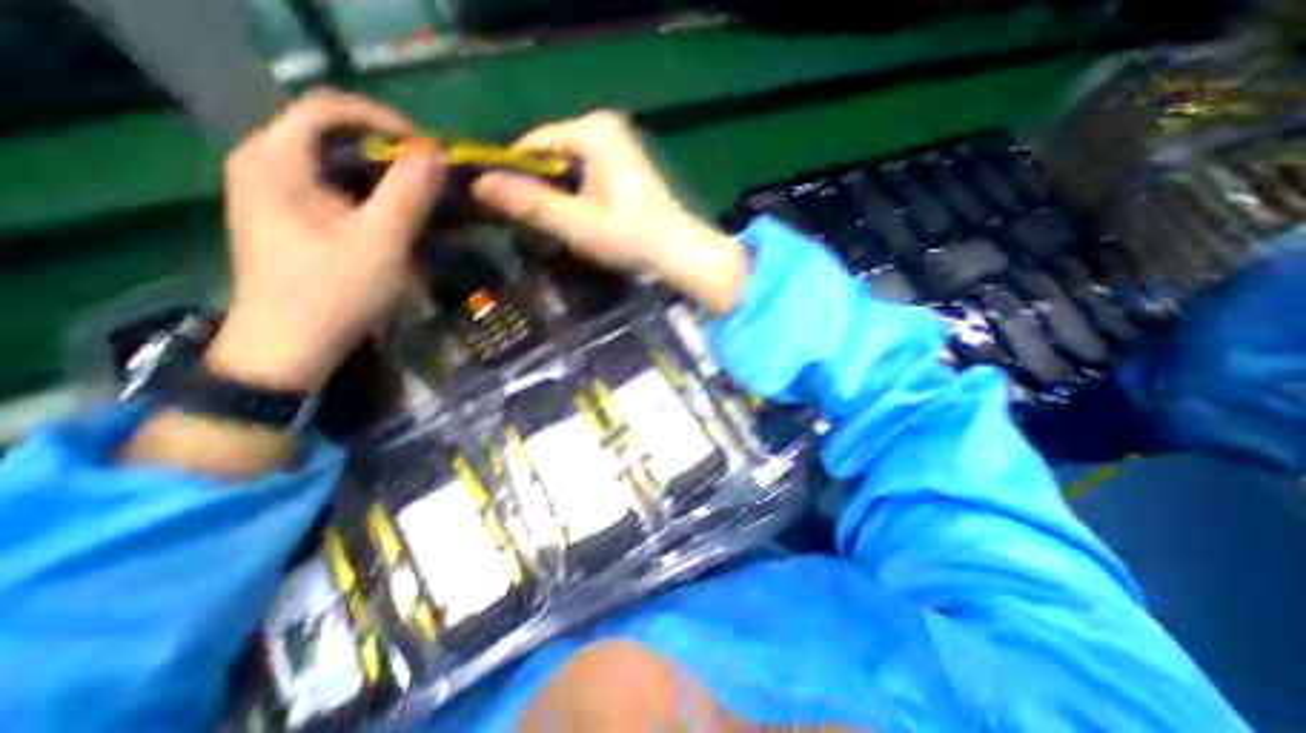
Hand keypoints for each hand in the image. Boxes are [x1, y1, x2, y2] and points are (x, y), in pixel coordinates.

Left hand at [210, 93, 443, 394]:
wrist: (290, 346)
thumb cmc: (335, 292)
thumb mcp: (382, 241)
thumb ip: (408, 192)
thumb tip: (434, 153)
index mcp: (276, 160)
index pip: (329, 109)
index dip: (385, 121)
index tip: (429, 150)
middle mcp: (266, 164)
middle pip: (333, 135)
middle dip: (390, 152)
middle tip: (432, 178)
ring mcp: (274, 191)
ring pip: (336, 164)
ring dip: (384, 176)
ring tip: (423, 197)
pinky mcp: (290, 216)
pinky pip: (334, 189)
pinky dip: (371, 196)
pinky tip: (397, 217)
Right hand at [479, 108, 744, 312]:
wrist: (679, 251)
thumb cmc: (632, 237)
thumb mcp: (578, 224)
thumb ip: (532, 204)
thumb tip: (480, 184)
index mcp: (591, 131)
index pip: (532, 144)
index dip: (513, 175)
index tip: (502, 208)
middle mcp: (602, 126)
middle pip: (550, 155)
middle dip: (538, 188)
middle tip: (532, 224)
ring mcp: (615, 145)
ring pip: (566, 168)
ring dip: (556, 195)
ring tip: (554, 226)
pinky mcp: (622, 164)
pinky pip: (584, 175)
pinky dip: (575, 196)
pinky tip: (577, 220)